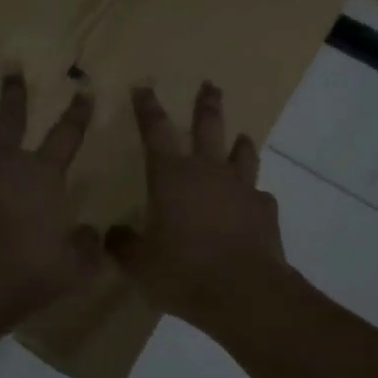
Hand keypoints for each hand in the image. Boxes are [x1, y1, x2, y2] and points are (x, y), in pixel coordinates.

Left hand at [0, 72, 101, 328]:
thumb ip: (86, 247)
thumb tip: (94, 233)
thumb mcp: (72, 267)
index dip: (78, 113)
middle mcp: (1, 164)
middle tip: (10, 67)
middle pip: (9, 119)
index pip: (67, 136)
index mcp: (41, 176)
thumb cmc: (26, 272)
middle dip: (13, 93)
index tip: (84, 90)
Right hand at [106, 84, 290, 331]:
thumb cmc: (183, 271)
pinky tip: (252, 202)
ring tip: (241, 137)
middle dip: (206, 104)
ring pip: (242, 152)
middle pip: (208, 126)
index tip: (144, 86)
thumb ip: (124, 245)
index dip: (147, 107)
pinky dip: (253, 194)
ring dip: (239, 143)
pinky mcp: (264, 209)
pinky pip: (258, 193)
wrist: (243, 291)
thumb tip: (112, 234)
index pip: (155, 131)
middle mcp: (208, 171)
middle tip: (210, 85)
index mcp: (171, 176)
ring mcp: (241, 187)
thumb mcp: (140, 264)